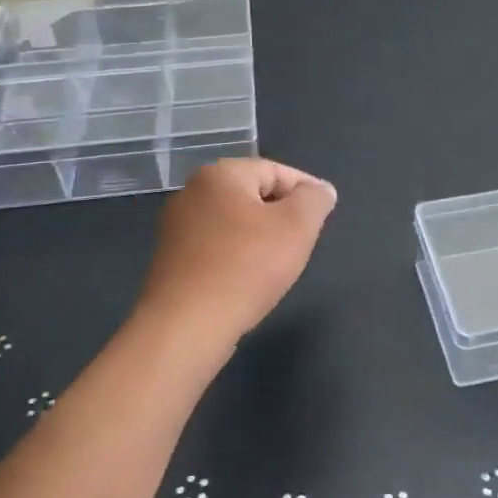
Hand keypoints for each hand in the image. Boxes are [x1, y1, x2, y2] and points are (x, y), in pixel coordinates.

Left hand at [135, 159, 336, 343]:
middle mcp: (191, 192)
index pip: (275, 171)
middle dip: (282, 215)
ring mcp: (176, 227)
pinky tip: (249, 280)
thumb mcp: (297, 227)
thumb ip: (314, 200)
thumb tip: (320, 190)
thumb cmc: (246, 267)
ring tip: (279, 264)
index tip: (325, 215)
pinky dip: (238, 256)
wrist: (186, 325)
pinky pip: (216, 247)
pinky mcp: (171, 259)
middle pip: (253, 194)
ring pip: (234, 222)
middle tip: (304, 241)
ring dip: (260, 237)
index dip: (306, 190)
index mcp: (220, 175)